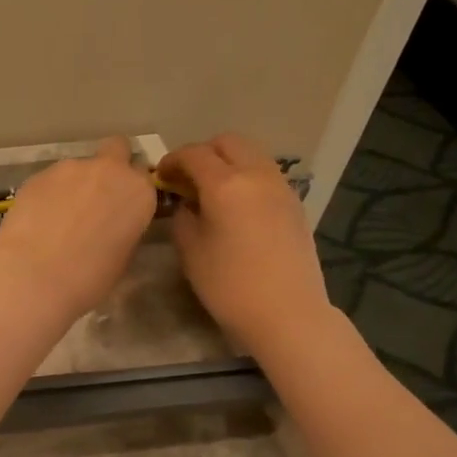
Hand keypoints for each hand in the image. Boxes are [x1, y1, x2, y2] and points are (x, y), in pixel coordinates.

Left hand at [0, 137, 156, 323]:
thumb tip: (113, 225)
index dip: (132, 191)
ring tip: (59, 219)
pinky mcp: (38, 174)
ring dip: (75, 184)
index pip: (144, 177)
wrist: (34, 276)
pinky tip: (38, 220)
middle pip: (117, 149)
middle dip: (111, 165)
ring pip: (79, 167)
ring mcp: (70, 168)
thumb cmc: (89, 278)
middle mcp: (108, 170)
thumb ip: (124, 228)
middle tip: (98, 198)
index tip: (123, 209)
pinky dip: (49, 194)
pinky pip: (51, 179)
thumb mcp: (123, 257)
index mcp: (138, 192)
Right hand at [159, 134, 330, 349]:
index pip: (194, 154)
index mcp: (226, 184)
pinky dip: (247, 178)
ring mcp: (281, 187)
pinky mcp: (294, 204)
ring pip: (252, 155)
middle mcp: (257, 175)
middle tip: (188, 179)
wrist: (286, 313)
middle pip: (228, 143)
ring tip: (213, 191)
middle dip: (204, 153)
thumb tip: (187, 203)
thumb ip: (183, 217)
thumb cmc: (229, 286)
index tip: (162, 176)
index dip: (173, 160)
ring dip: (229, 163)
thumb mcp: (191, 252)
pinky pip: (266, 175)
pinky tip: (238, 207)